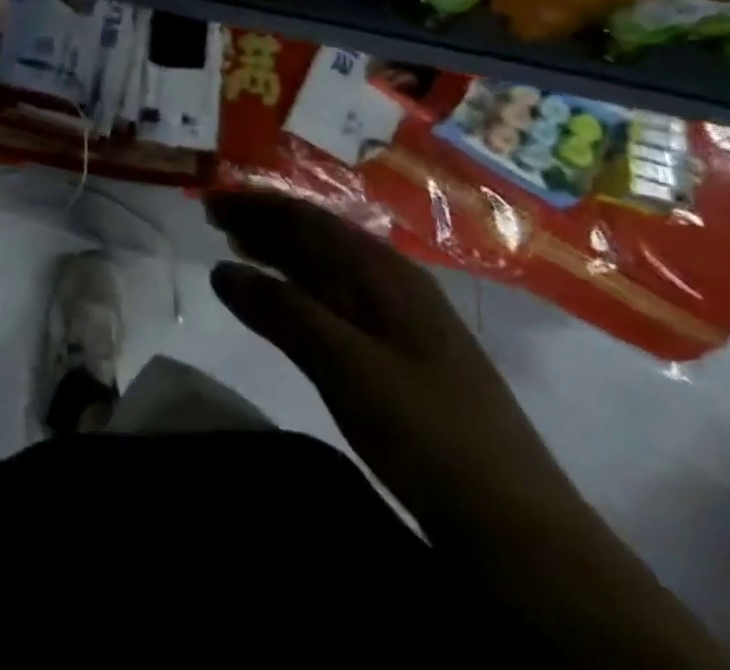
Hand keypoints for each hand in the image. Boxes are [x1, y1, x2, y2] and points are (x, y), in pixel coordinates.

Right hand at [207, 193, 581, 540]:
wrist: (519, 528)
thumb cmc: (427, 432)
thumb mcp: (344, 366)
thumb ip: (281, 311)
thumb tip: (220, 269)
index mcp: (386, 274)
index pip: (310, 219)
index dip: (258, 205)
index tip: (211, 201)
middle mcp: (395, 284)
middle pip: (320, 237)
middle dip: (266, 224)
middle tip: (216, 221)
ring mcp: (404, 321)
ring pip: (330, 269)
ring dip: (282, 254)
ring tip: (239, 248)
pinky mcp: (405, 357)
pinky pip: (340, 301)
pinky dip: (302, 290)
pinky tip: (287, 302)